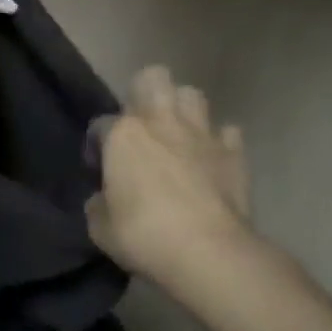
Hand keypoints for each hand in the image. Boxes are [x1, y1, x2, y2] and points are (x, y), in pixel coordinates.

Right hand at [86, 67, 252, 283]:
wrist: (208, 252)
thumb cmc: (145, 236)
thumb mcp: (101, 228)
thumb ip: (99, 205)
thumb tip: (103, 199)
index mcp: (123, 135)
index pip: (101, 124)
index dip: (97, 145)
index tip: (100, 170)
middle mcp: (161, 122)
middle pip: (153, 78)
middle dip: (144, 93)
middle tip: (141, 126)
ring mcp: (201, 133)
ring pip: (192, 95)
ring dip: (183, 109)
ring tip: (178, 134)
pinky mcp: (234, 152)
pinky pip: (227, 133)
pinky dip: (219, 142)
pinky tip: (212, 159)